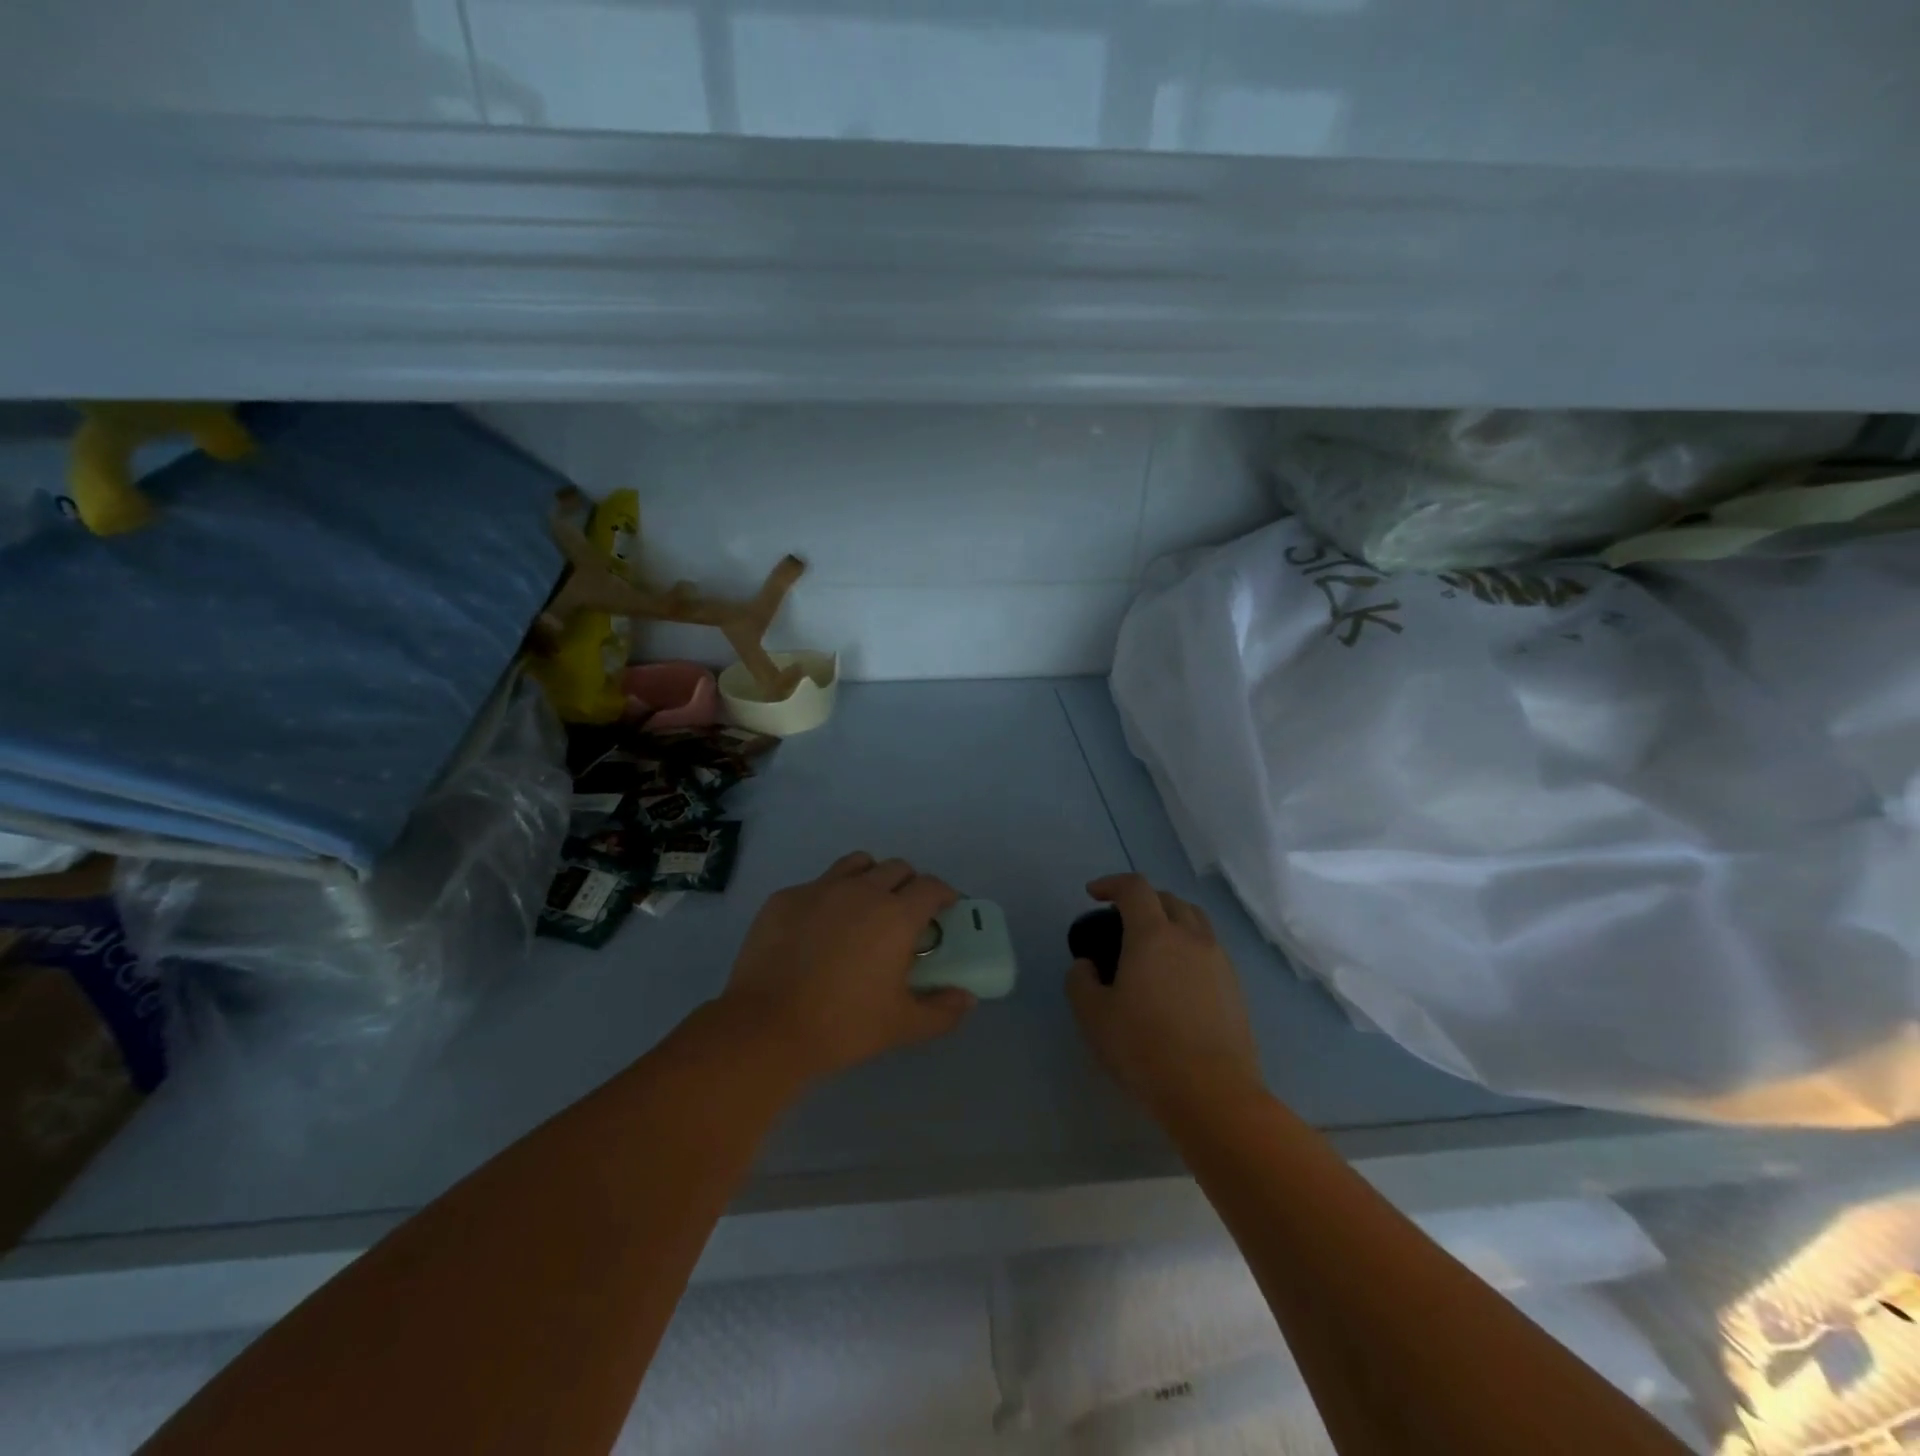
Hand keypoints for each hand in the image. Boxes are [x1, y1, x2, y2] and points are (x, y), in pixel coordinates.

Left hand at [720, 851, 974, 1082]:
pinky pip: (816, 884)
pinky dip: (828, 897)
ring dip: (870, 878)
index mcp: (896, 915)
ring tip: (864, 908)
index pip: (932, 886)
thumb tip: (967, 999)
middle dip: (908, 885)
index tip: (944, 911)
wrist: (766, 1028)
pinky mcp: (784, 898)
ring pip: (857, 864)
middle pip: (897, 868)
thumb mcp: (902, 1026)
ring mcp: (819, 889)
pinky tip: (818, 929)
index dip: (943, 895)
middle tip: (904, 915)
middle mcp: (862, 890)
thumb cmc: (843, 1026)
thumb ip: (942, 1011)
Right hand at [1066, 874, 1264, 1123]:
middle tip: (1122, 920)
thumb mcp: (1093, 1016)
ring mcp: (1219, 961)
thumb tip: (1087, 965)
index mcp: (1153, 934)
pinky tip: (1176, 977)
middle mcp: (1190, 937)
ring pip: (1195, 921)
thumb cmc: (1144, 1049)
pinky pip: (1210, 949)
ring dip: (1170, 920)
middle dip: (1142, 899)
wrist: (1212, 1093)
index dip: (1111, 883)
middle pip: (1168, 898)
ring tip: (1152, 944)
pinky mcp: (1236, 987)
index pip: (1134, 888)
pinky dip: (1189, 946)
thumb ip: (1081, 981)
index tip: (1093, 894)